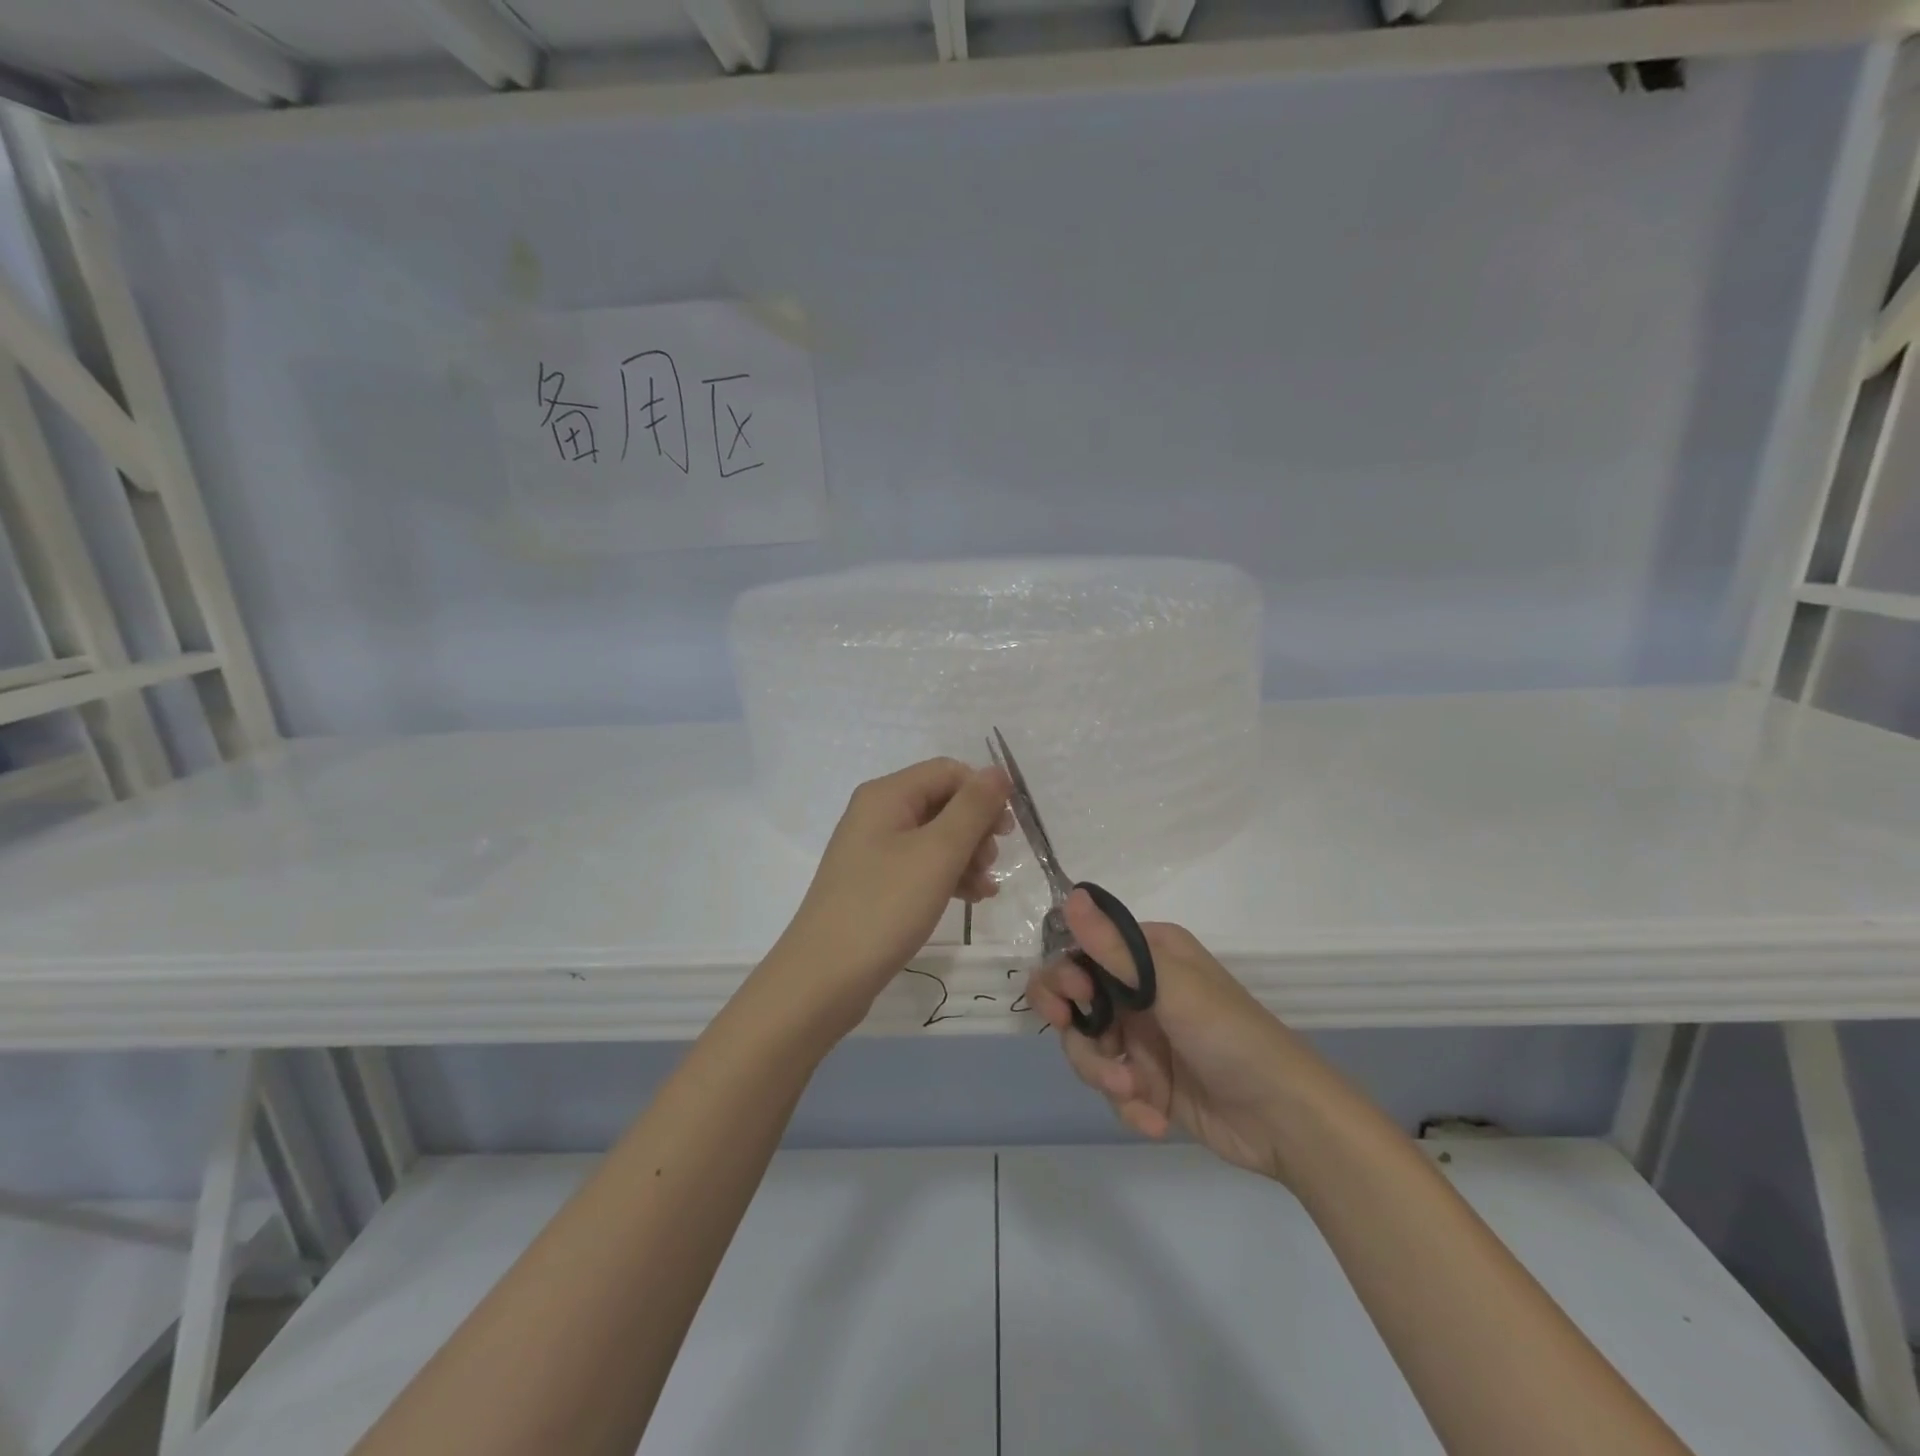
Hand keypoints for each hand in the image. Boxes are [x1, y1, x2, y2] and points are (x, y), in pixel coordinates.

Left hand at [770, 758, 1011, 1032]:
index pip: (948, 772)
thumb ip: (973, 808)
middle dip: (976, 828)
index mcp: (887, 795)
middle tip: (993, 862)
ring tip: (986, 889)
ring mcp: (873, 850)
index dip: (983, 792)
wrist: (824, 978)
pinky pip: (921, 865)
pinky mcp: (875, 882)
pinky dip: (949, 876)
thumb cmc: (884, 906)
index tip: (1009, 830)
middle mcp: (877, 813)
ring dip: (967, 856)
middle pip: (942, 802)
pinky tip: (971, 899)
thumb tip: (999, 771)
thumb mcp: (938, 853)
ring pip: (936, 837)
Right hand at [1028, 891, 1317, 1184]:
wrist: (1284, 1118)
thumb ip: (1113, 948)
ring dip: (1104, 1073)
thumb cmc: (1228, 1034)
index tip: (1075, 999)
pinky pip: (1111, 1086)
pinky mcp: (1147, 1082)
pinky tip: (1154, 1119)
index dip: (1066, 977)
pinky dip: (1127, 1104)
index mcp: (1148, 954)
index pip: (1082, 953)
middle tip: (1097, 1049)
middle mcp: (1139, 990)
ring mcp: (1142, 1038)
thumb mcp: (1170, 986)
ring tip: (1134, 1091)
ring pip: (1088, 1049)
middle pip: (1075, 1004)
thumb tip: (1071, 894)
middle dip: (1078, 1033)